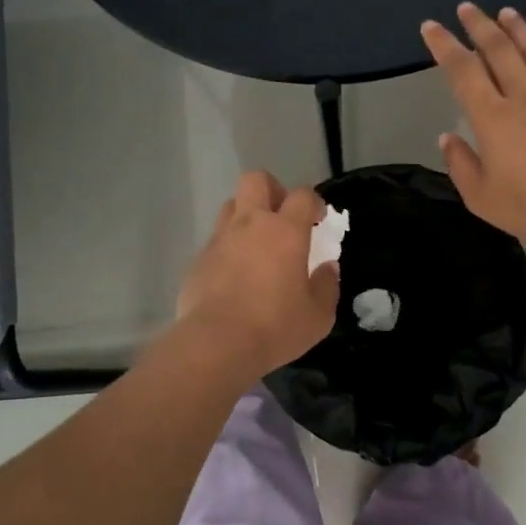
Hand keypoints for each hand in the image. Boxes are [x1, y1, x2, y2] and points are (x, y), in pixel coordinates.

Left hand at [177, 170, 339, 376]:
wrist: (216, 344)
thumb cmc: (275, 327)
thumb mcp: (318, 316)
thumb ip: (326, 286)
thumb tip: (327, 268)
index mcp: (285, 231)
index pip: (302, 195)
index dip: (313, 202)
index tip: (317, 220)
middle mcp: (250, 224)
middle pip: (257, 180)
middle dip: (272, 190)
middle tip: (283, 218)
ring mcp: (219, 239)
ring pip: (231, 206)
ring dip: (246, 216)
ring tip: (257, 245)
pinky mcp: (198, 260)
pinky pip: (215, 241)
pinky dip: (228, 248)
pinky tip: (234, 276)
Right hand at [421, 3, 525, 244]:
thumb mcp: (480, 196)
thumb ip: (460, 164)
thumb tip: (448, 138)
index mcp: (491, 117)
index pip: (462, 71)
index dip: (444, 46)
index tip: (431, 26)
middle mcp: (523, 96)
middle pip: (499, 50)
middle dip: (480, 25)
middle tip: (468, 7)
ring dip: (519, 29)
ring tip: (508, 13)